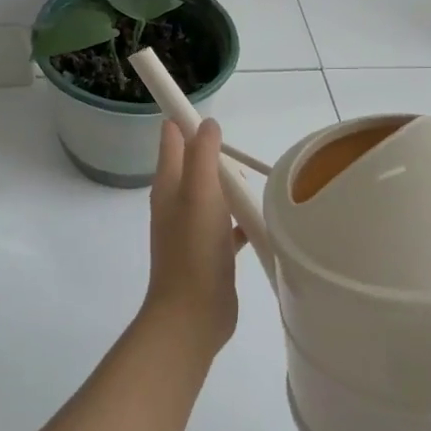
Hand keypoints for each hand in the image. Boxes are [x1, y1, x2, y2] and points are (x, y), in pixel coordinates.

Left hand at [143, 120, 243, 355]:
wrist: (192, 315)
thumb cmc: (194, 249)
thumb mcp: (199, 193)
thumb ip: (202, 154)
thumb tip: (206, 122)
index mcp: (169, 185)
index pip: (172, 138)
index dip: (186, 120)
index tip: (213, 114)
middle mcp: (177, 203)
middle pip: (195, 164)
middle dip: (216, 154)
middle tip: (238, 157)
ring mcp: (193, 229)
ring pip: (213, 194)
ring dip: (230, 186)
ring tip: (254, 182)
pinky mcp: (211, 251)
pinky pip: (228, 224)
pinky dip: (242, 217)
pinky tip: (262, 220)